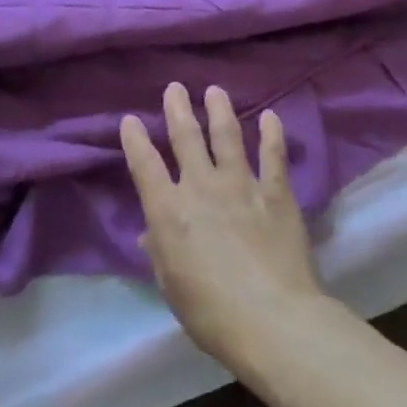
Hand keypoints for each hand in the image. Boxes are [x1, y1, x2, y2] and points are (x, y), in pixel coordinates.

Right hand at [121, 82, 328, 366]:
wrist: (272, 318)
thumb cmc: (211, 312)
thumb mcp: (172, 286)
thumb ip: (161, 252)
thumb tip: (151, 232)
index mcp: (169, 211)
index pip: (145, 166)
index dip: (135, 140)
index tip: (130, 120)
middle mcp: (202, 187)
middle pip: (186, 138)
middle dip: (178, 109)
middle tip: (175, 88)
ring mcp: (241, 184)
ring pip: (227, 136)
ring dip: (220, 110)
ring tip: (215, 90)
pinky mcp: (276, 192)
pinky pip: (273, 154)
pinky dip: (271, 133)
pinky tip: (270, 116)